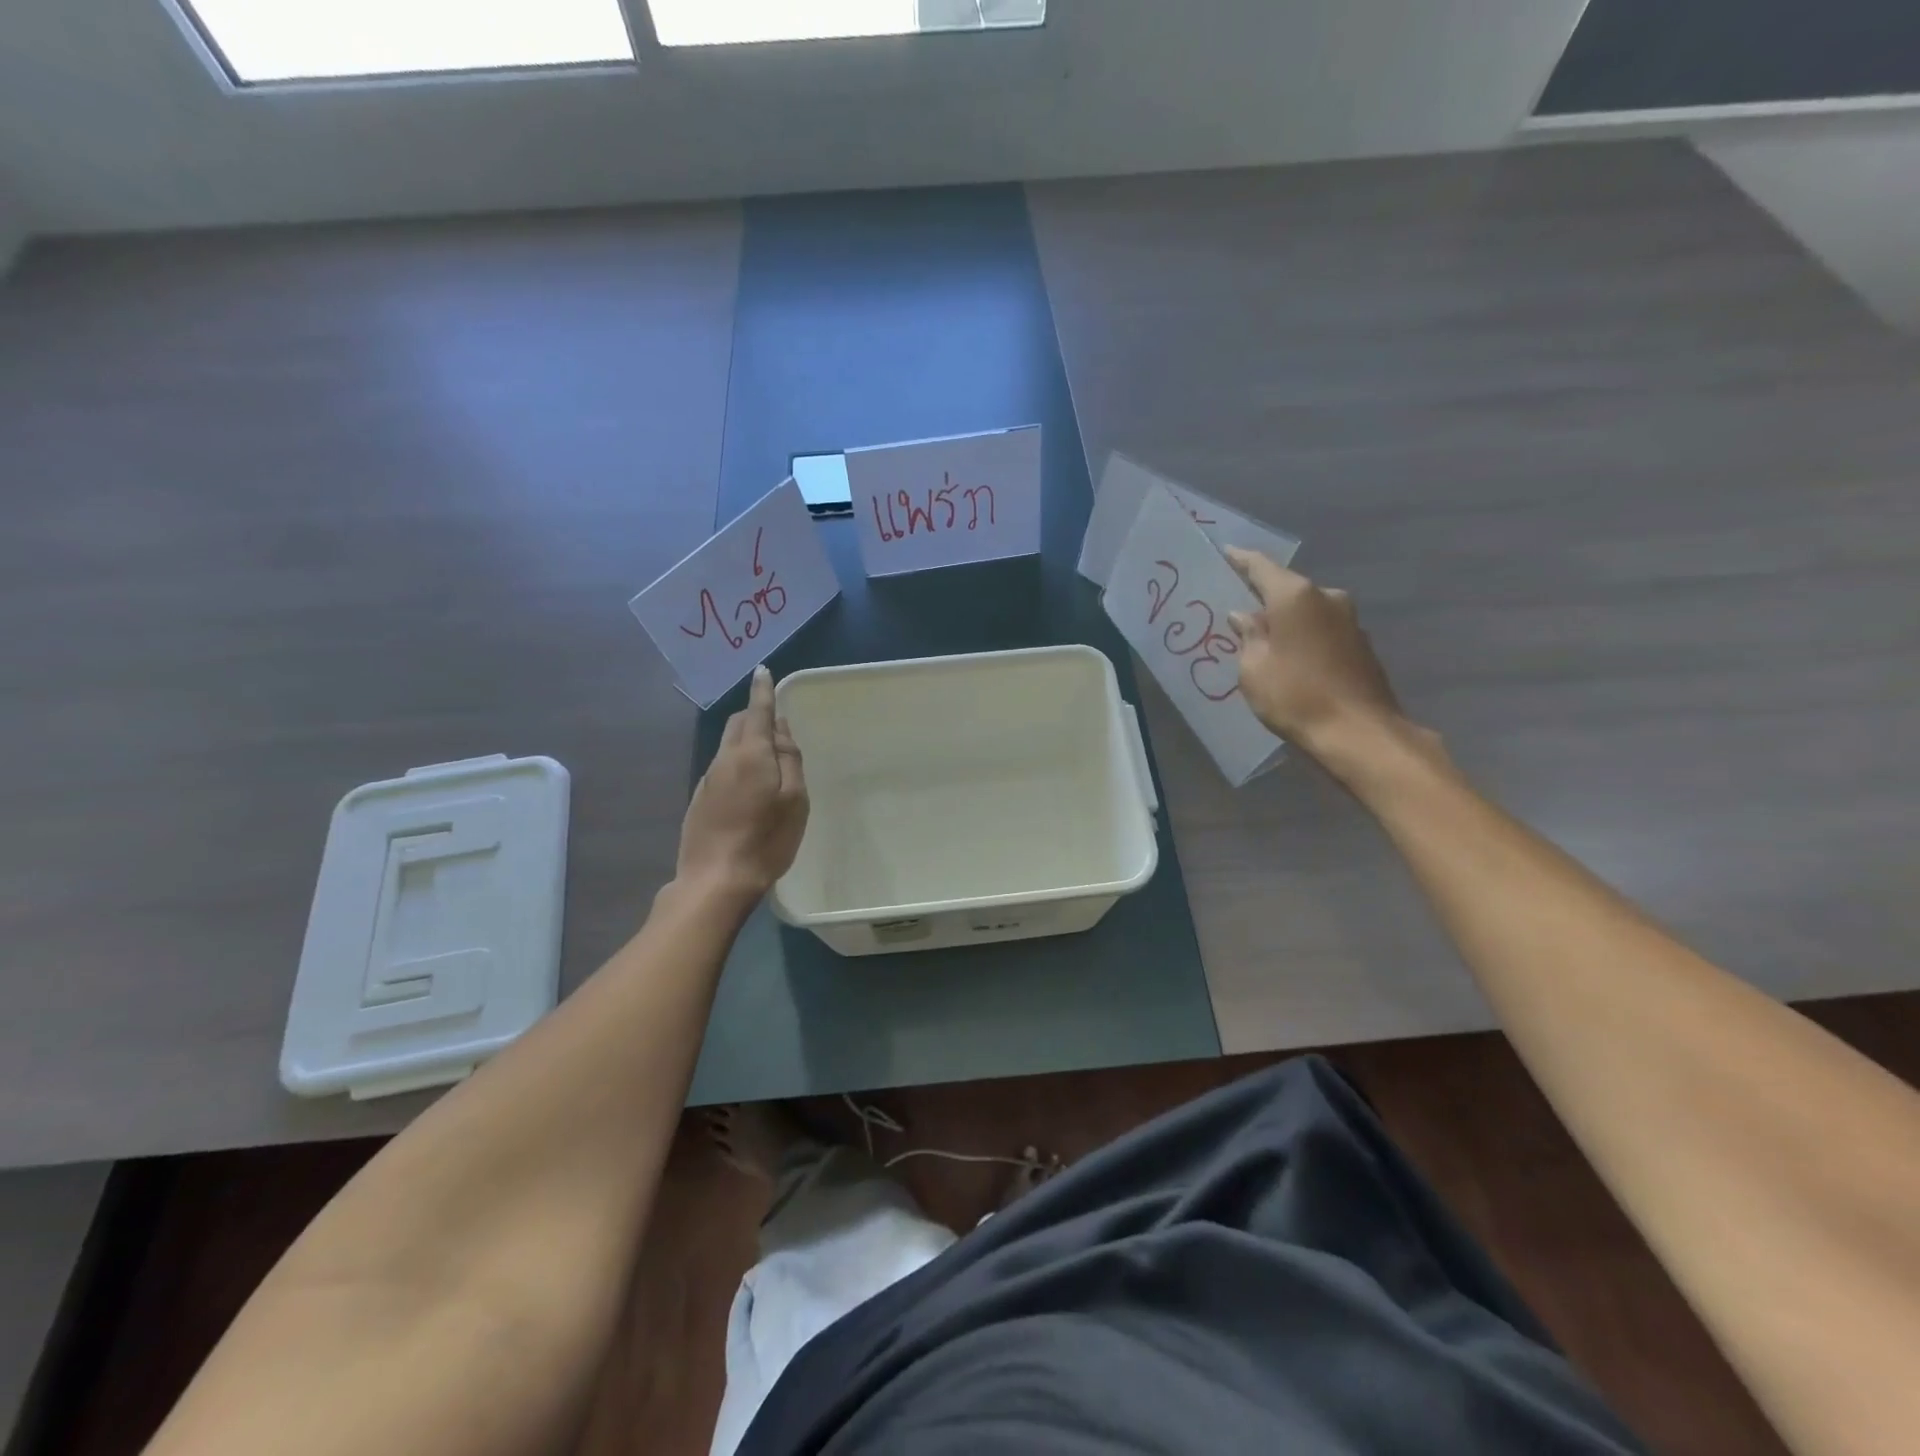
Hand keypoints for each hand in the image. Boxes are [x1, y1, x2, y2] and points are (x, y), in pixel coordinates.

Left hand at [676, 665, 808, 901]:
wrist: (715, 880)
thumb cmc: (766, 839)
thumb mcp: (795, 799)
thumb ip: (789, 759)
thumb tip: (780, 728)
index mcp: (750, 753)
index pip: (757, 710)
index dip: (763, 690)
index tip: (762, 670)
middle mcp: (724, 759)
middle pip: (738, 724)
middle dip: (755, 714)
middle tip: (776, 725)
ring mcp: (707, 779)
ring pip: (728, 745)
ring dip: (746, 740)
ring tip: (767, 760)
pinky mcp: (699, 799)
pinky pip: (722, 767)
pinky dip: (737, 763)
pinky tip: (749, 787)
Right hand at [1225, 550, 1410, 765]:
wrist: (1359, 733)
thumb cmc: (1296, 696)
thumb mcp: (1254, 669)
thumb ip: (1248, 637)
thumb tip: (1245, 617)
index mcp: (1295, 596)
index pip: (1261, 566)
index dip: (1240, 560)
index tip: (1225, 553)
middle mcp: (1326, 597)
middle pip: (1286, 589)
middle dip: (1263, 598)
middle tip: (1237, 611)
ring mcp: (1349, 620)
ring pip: (1306, 611)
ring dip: (1285, 621)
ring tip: (1262, 640)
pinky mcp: (1360, 644)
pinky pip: (1321, 630)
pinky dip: (1303, 637)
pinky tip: (1290, 658)